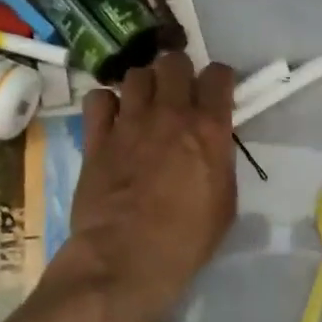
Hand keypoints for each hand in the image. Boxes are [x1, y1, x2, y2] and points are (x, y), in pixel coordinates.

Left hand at [61, 52, 237, 321]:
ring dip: (144, 86)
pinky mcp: (96, 137)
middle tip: (178, 95)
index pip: (218, 74)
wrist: (125, 260)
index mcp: (208, 128)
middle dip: (179, 73)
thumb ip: (219, 161)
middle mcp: (170, 113)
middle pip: (174, 61)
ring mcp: (129, 122)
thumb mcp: (225, 203)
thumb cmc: (185, 241)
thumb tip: (211, 146)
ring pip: (136, 74)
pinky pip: (98, 98)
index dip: (219, 80)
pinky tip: (112, 121)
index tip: (216, 95)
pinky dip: (106, 104)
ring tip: (143, 107)